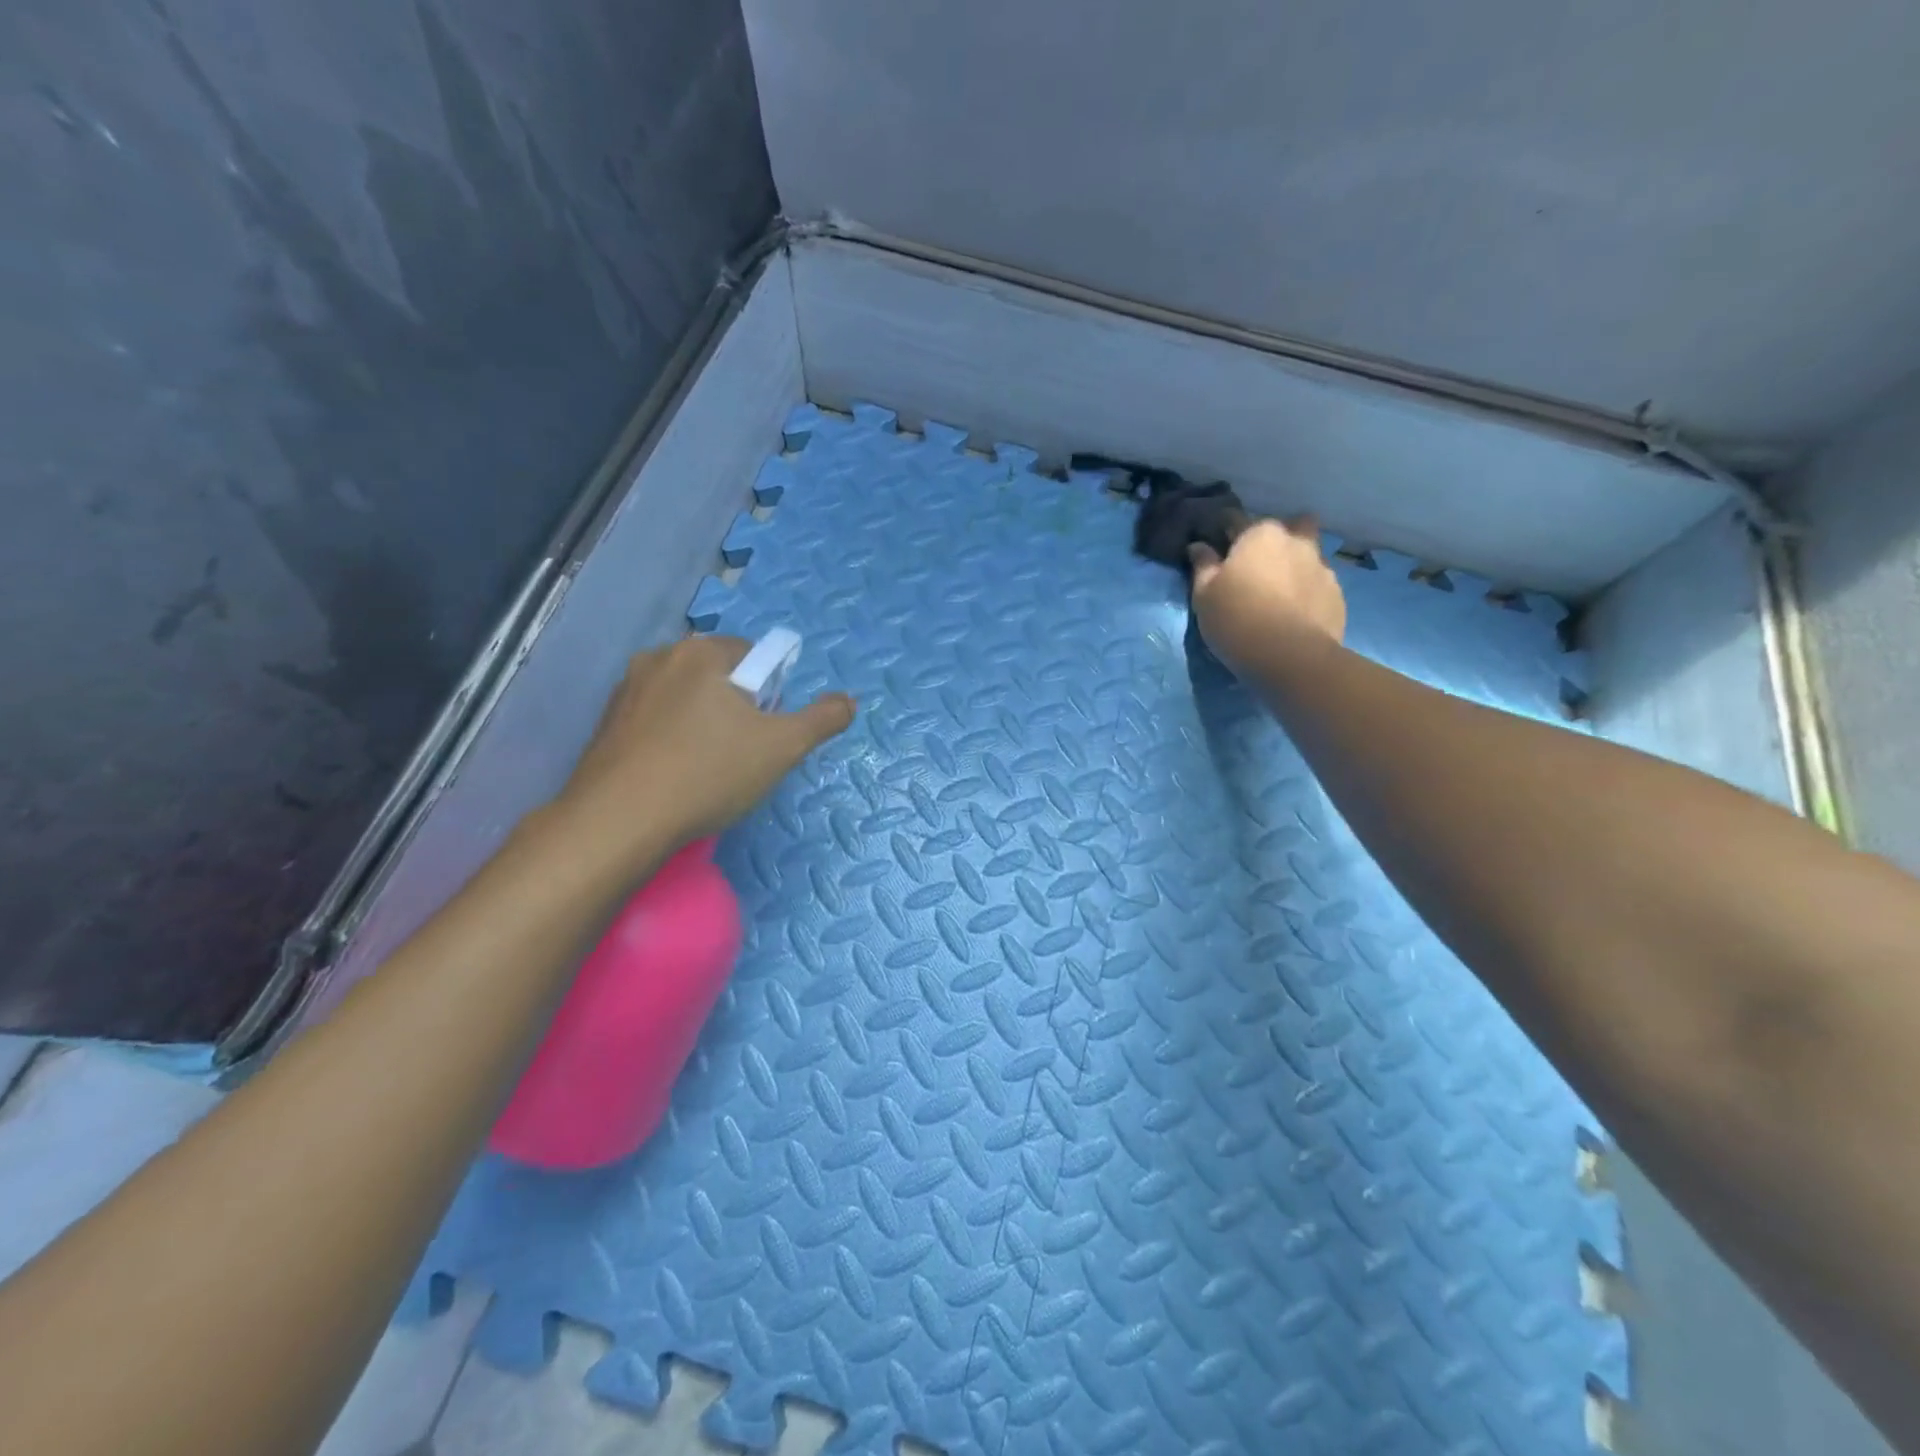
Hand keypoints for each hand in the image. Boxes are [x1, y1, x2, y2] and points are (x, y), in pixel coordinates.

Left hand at [553, 635, 854, 870]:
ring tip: (705, 771)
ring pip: (684, 700)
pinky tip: (673, 777)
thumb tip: (848, 700)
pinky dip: (669, 741)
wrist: (618, 822)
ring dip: (702, 725)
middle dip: (735, 710)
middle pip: (718, 677)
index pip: (754, 656)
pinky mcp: (605, 724)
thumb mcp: (783, 748)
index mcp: (702, 652)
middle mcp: (659, 658)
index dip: (769, 695)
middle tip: (741, 755)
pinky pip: (654, 722)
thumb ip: (822, 719)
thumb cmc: (708, 773)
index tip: (765, 733)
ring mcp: (625, 691)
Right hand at [1187, 516, 1346, 673]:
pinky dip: (1309, 591)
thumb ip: (1203, 566)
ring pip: (1310, 553)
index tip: (1217, 542)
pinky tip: (1298, 612)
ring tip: (1283, 590)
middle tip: (1260, 563)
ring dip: (1297, 563)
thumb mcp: (1204, 595)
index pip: (1236, 518)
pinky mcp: (1338, 595)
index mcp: (1259, 535)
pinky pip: (1320, 584)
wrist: (1291, 657)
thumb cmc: (1237, 619)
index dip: (1224, 529)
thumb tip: (1198, 546)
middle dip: (1277, 537)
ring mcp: (1322, 567)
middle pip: (1290, 525)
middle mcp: (1295, 541)